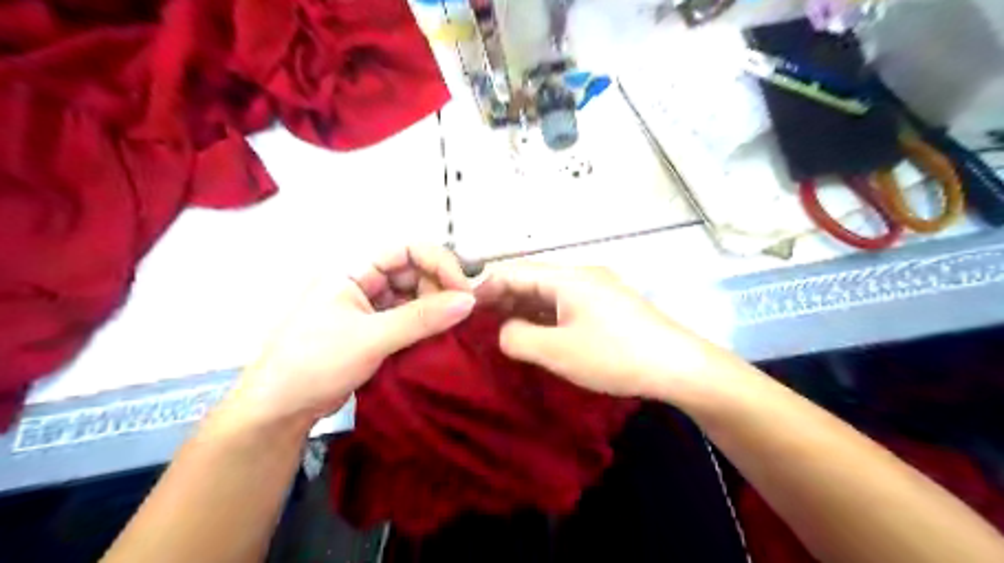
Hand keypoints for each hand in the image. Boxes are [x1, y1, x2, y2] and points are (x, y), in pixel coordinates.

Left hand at [226, 244, 475, 431]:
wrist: (280, 410)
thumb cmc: (316, 362)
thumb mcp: (371, 338)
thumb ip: (422, 318)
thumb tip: (470, 301)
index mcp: (354, 269)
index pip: (407, 250)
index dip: (439, 264)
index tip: (464, 291)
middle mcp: (364, 281)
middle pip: (415, 272)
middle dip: (440, 289)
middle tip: (462, 315)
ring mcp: (370, 306)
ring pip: (414, 296)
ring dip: (435, 309)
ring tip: (453, 329)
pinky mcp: (375, 330)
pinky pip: (409, 318)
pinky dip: (426, 325)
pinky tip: (440, 337)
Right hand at [470, 261, 735, 401]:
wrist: (678, 366)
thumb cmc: (614, 355)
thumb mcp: (557, 351)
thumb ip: (517, 338)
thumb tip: (504, 331)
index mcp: (568, 277)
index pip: (514, 271)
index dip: (486, 287)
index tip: (465, 309)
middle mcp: (581, 275)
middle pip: (532, 279)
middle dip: (504, 298)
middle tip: (480, 323)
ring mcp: (597, 289)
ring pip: (549, 292)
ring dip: (524, 308)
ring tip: (502, 329)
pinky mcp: (608, 305)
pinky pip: (566, 304)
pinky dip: (545, 315)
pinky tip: (536, 332)